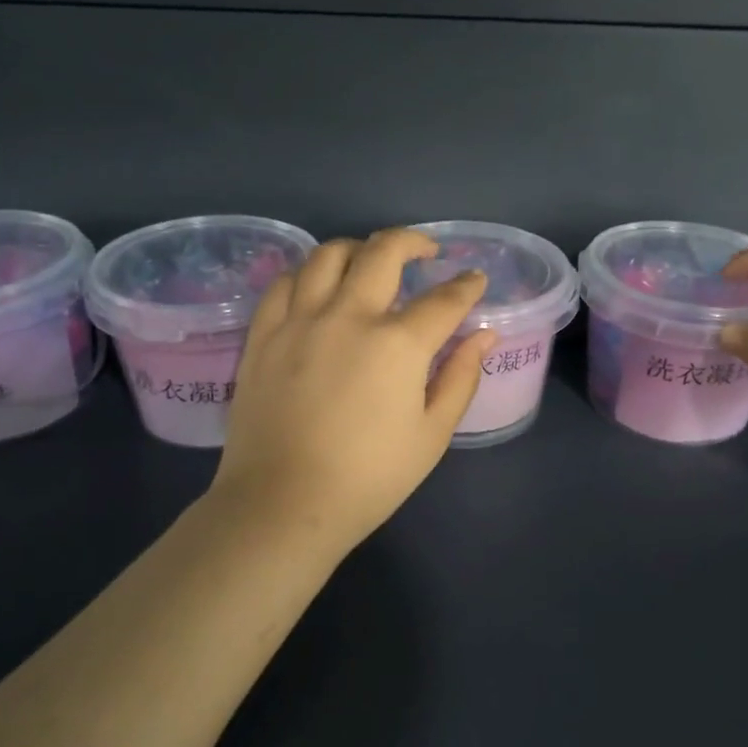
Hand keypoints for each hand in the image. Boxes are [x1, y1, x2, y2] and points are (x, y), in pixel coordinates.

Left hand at [210, 228, 495, 554]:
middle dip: (414, 241)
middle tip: (426, 251)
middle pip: (384, 252)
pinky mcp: (263, 334)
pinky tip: (318, 285)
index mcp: (398, 344)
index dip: (466, 286)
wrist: (284, 505)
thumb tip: (484, 336)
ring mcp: (300, 320)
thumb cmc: (369, 478)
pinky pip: (285, 282)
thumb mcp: (432, 435)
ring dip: (358, 248)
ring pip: (328, 255)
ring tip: (369, 261)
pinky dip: (308, 273)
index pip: (443, 299)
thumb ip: (461, 378)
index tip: (474, 281)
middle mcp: (349, 316)